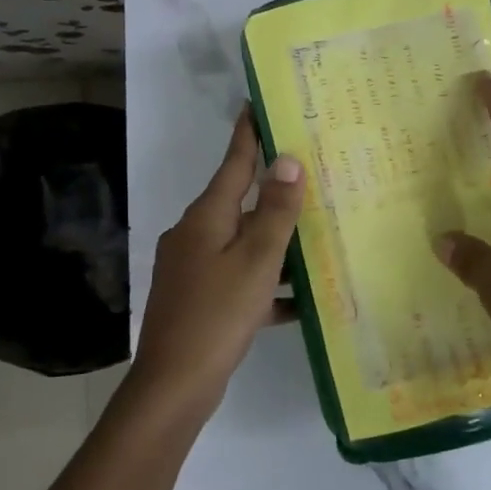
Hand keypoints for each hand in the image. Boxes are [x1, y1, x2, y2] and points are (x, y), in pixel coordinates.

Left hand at [130, 109, 304, 415]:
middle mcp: (195, 234)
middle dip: (274, 191)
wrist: (173, 386)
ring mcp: (193, 268)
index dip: (248, 133)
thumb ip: (275, 212)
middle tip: (312, 174)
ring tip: (318, 236)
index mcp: (206, 217)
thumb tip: (287, 160)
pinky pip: (239, 278)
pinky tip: (300, 299)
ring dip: (276, 241)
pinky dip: (266, 283)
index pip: (233, 163)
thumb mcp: (256, 261)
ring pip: (243, 242)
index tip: (256, 103)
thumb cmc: (217, 315)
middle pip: (240, 203)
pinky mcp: (199, 298)